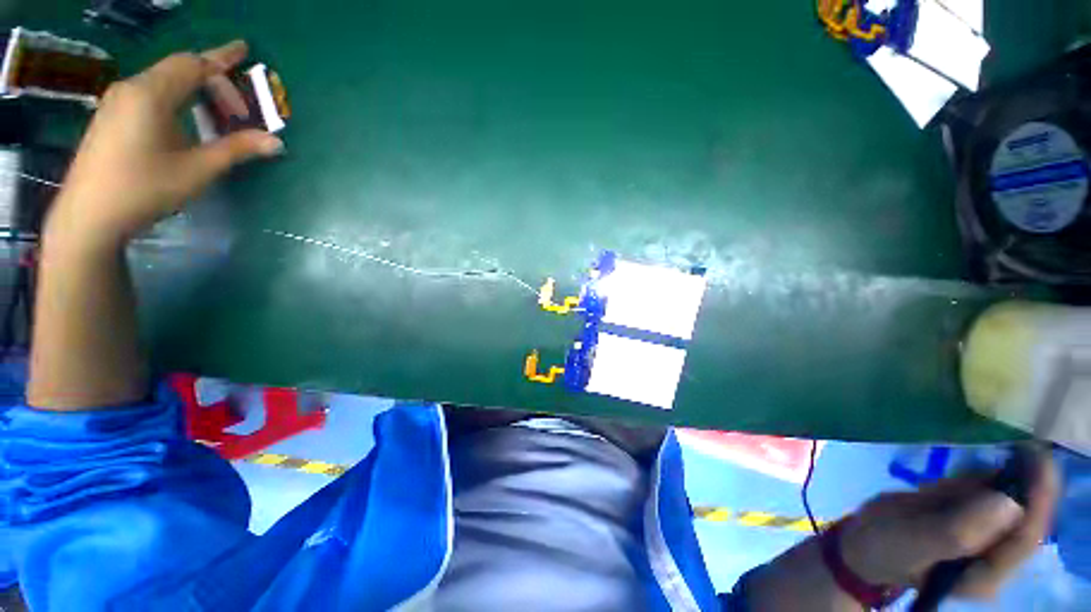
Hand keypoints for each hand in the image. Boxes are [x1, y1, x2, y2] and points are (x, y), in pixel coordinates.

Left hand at [49, 40, 283, 246]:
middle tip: (237, 101)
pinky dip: (175, 99)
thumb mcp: (198, 169)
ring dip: (193, 90)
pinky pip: (149, 94)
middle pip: (177, 69)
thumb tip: (276, 142)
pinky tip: (184, 120)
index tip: (244, 49)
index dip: (222, 58)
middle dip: (211, 78)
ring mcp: (117, 102)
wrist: (89, 215)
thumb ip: (236, 149)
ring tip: (215, 110)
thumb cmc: (145, 188)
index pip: (194, 65)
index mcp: (152, 93)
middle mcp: (132, 88)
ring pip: (162, 82)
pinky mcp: (111, 117)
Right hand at [840, 450, 1059, 597]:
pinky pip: (983, 491)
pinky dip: (976, 477)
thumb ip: (957, 531)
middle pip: (1020, 516)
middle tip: (1021, 449)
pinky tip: (957, 477)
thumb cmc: (885, 546)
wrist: (862, 539)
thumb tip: (1009, 503)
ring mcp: (981, 534)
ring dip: (993, 478)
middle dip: (1021, 484)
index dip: (1038, 501)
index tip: (1041, 461)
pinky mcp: (966, 515)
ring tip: (969, 475)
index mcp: (986, 573)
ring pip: (1003, 498)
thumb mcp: (914, 541)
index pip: (1024, 537)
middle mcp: (993, 556)